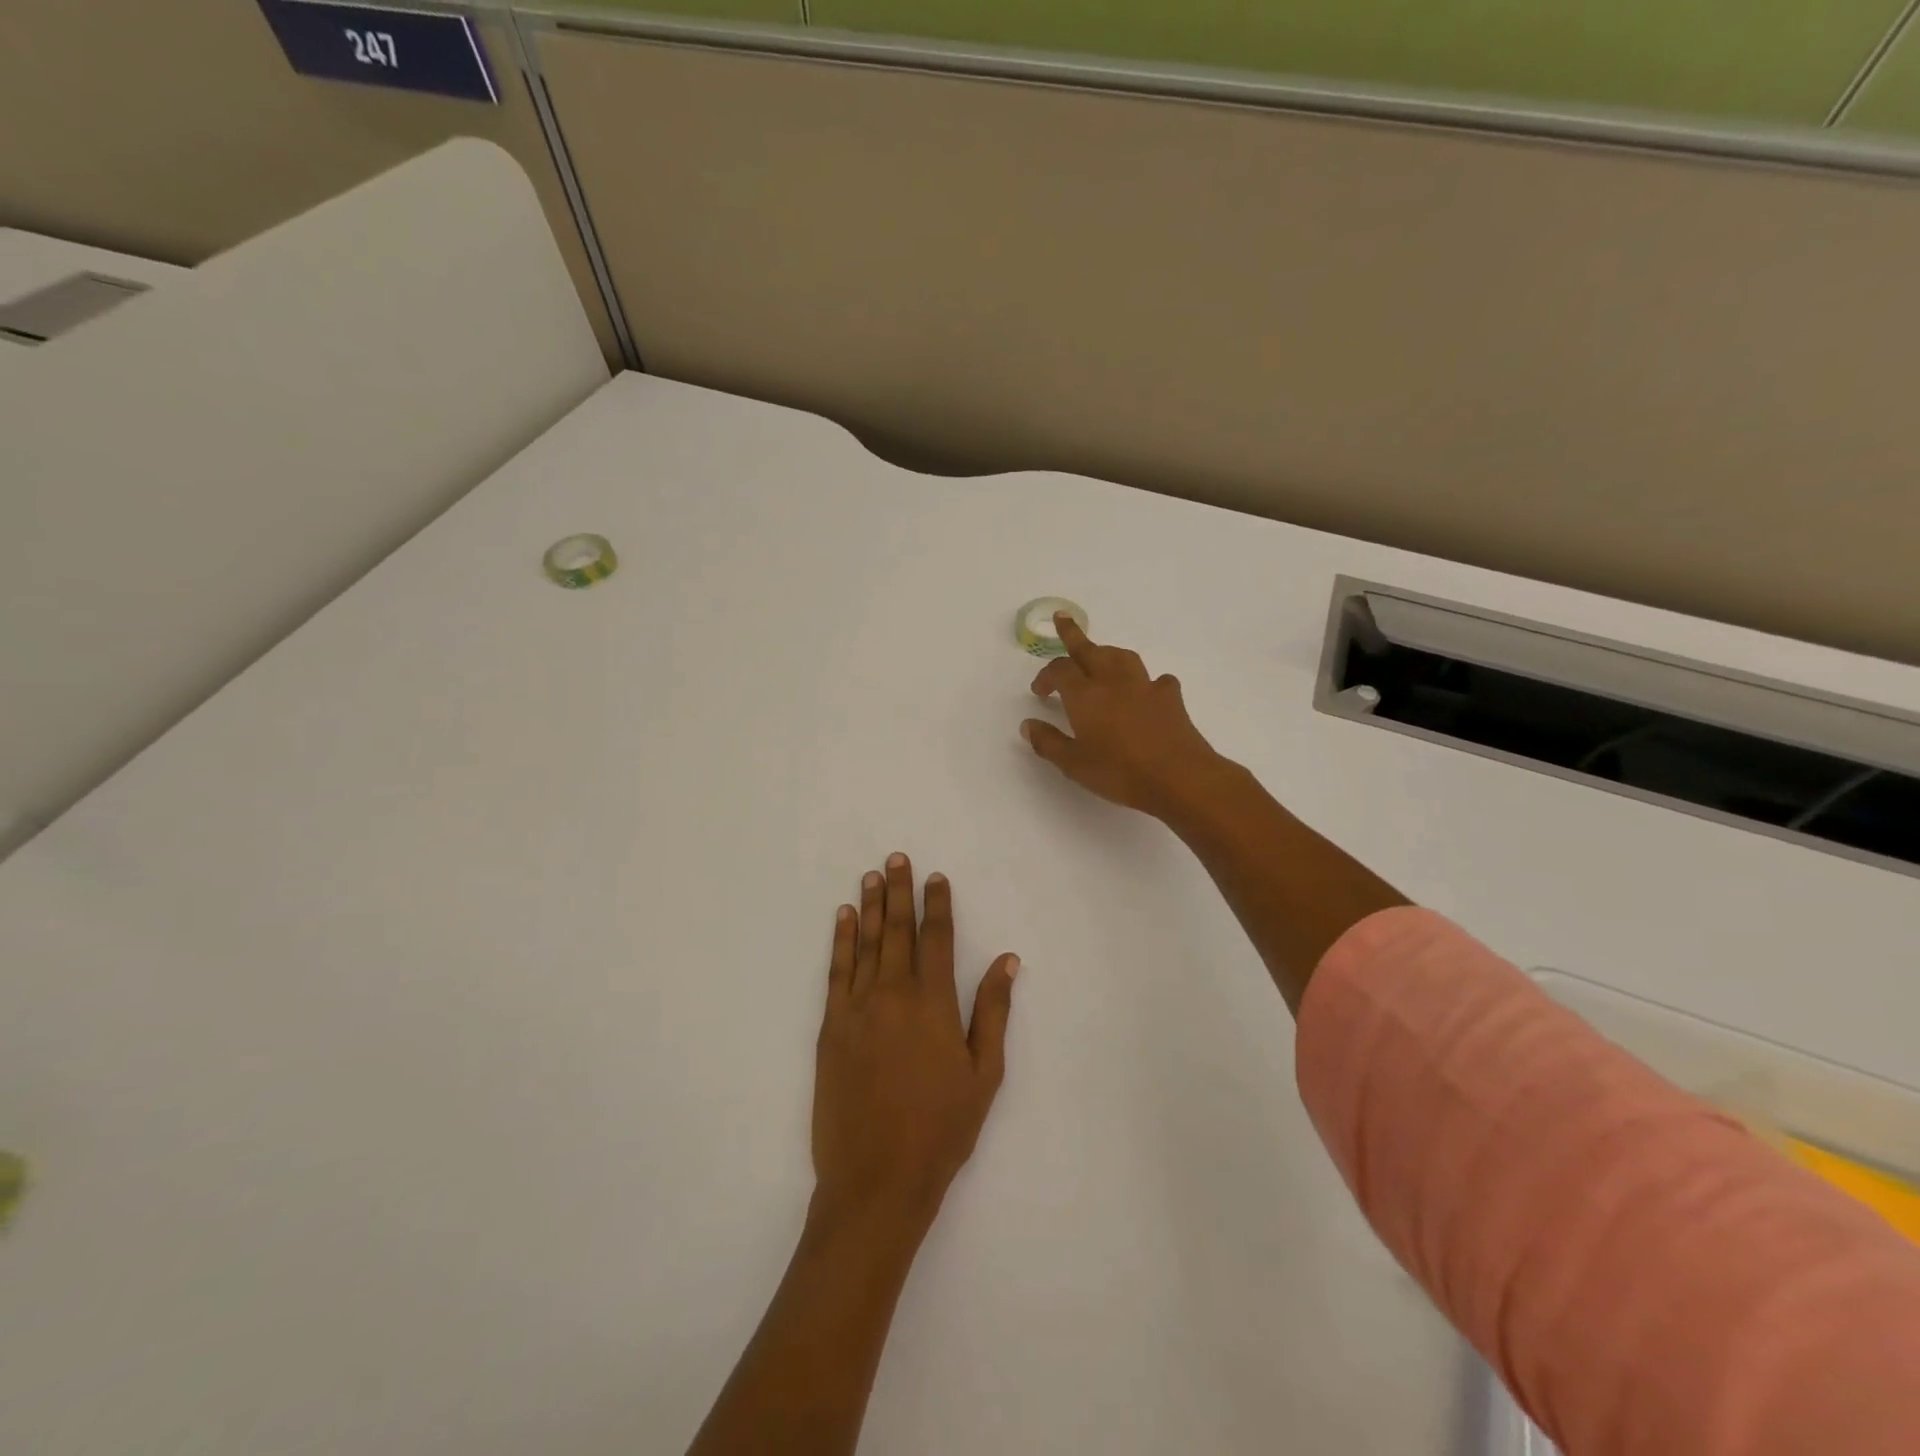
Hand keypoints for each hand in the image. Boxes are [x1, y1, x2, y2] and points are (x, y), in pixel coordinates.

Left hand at [812, 854, 1019, 1234]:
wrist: (877, 1179)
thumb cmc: (941, 1129)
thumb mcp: (984, 1074)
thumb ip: (993, 1011)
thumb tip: (1007, 959)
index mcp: (934, 1003)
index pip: (936, 938)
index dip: (937, 904)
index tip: (936, 877)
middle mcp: (893, 994)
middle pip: (899, 930)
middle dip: (900, 891)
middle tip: (896, 858)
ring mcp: (857, 1008)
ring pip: (867, 943)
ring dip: (871, 906)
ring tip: (872, 875)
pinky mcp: (830, 1027)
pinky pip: (836, 971)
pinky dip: (841, 940)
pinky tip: (844, 917)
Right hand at [1021, 614, 1222, 818]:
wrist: (1178, 776)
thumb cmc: (1119, 771)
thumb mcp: (1073, 764)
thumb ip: (1048, 742)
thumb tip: (1028, 724)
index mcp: (1084, 695)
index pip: (1059, 670)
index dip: (1046, 676)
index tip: (1039, 691)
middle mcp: (1112, 681)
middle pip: (1090, 649)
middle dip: (1073, 634)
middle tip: (1062, 619)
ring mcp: (1144, 686)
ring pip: (1122, 656)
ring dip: (1106, 652)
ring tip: (1100, 657)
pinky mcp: (1170, 697)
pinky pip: (1156, 679)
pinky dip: (1145, 681)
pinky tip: (1146, 691)